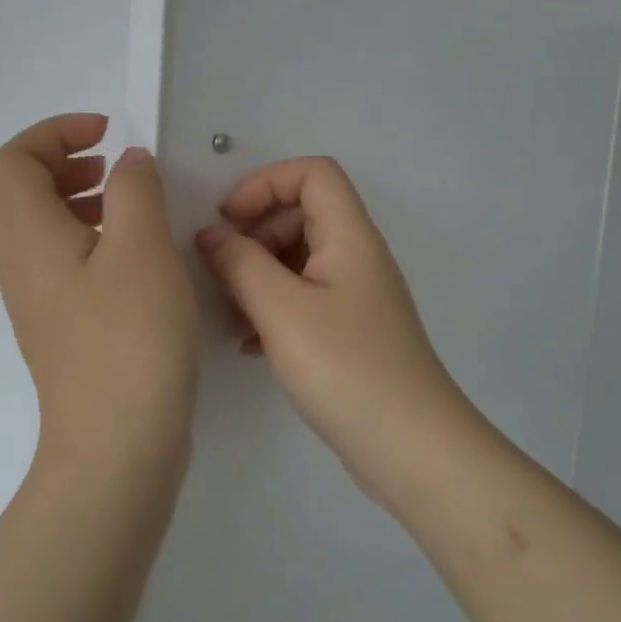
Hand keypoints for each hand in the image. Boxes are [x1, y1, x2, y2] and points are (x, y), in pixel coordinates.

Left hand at [0, 115, 199, 471]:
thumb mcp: (142, 247)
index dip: (55, 133)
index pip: (15, 159)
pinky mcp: (54, 325)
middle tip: (110, 168)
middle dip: (61, 165)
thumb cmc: (130, 336)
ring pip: (35, 228)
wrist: (115, 442)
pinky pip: (53, 260)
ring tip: (124, 205)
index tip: (106, 135)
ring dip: (73, 201)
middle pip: (16, 191)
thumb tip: (128, 163)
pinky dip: (82, 238)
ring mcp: (32, 298)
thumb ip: (134, 189)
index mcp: (26, 233)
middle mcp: (16, 262)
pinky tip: (129, 256)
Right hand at [196, 158, 467, 480]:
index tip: (228, 221)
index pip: (313, 174)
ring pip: (300, 259)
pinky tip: (251, 344)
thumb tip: (210, 234)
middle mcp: (357, 256)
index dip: (265, 183)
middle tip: (222, 271)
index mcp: (350, 236)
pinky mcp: (351, 331)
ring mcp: (356, 296)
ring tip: (231, 315)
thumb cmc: (345, 368)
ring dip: (259, 274)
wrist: (410, 447)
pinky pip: (305, 297)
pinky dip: (274, 307)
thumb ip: (240, 263)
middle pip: (303, 214)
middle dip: (256, 233)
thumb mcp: (281, 310)